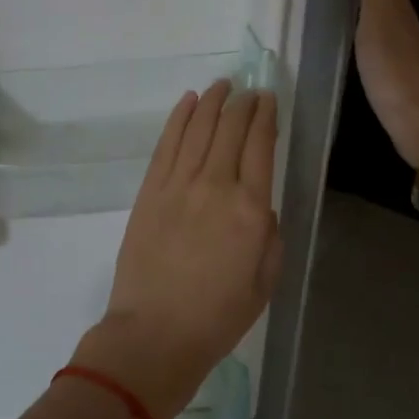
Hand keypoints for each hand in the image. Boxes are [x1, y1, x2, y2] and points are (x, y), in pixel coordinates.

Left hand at [73, 80, 283, 418]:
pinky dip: (179, 118)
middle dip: (242, 103)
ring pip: (198, 128)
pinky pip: (166, 144)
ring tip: (222, 86)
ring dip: (211, 102)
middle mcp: (215, 186)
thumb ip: (270, 235)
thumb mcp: (264, 281)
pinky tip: (188, 102)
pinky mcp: (149, 191)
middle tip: (249, 90)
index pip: (260, 145)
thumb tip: (261, 204)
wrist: (155, 333)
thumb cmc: (217, 317)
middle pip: (229, 129)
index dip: (266, 117)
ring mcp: (177, 185)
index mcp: (250, 210)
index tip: (268, 99)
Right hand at [356, 0, 418, 166]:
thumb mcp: (380, 22)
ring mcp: (399, 44)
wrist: (418, 121)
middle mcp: (401, 19)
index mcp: (397, 4)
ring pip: (381, 5)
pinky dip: (365, 16)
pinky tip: (354, 24)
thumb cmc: (394, 69)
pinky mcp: (392, 67)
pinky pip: (376, 28)